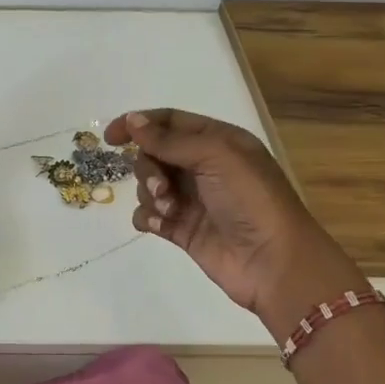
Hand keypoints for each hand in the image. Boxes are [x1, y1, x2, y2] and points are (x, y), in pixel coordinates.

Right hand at [106, 109, 368, 331]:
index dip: (138, 124)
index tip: (110, 138)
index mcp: (217, 141)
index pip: (169, 122)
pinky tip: (159, 225)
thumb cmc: (250, 200)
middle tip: (161, 187)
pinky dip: (148, 217)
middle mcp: (203, 166)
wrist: (273, 262)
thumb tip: (131, 121)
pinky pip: (149, 214)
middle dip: (148, 168)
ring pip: (148, 184)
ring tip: (169, 211)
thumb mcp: (215, 157)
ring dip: (150, 194)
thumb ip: (169, 140)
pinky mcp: (182, 229)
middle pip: (153, 153)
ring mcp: (192, 198)